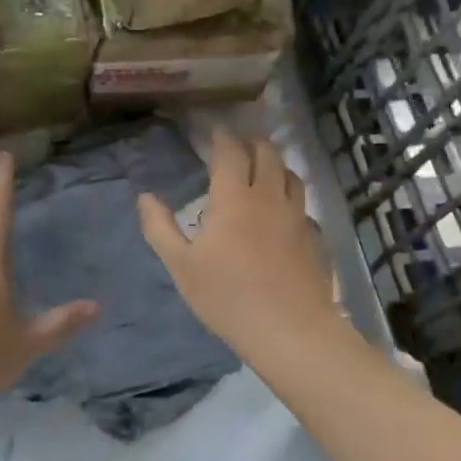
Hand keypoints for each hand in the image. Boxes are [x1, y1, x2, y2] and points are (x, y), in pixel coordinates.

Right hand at [138, 126, 343, 362]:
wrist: (289, 330)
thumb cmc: (227, 296)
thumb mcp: (181, 265)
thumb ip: (160, 228)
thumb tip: (146, 197)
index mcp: (234, 198)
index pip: (230, 152)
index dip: (222, 136)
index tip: (214, 130)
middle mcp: (269, 197)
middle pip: (267, 153)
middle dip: (252, 142)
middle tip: (239, 144)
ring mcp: (297, 216)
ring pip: (291, 175)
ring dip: (275, 164)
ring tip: (264, 169)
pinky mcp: (314, 238)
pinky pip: (303, 205)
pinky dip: (290, 198)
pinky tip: (283, 212)